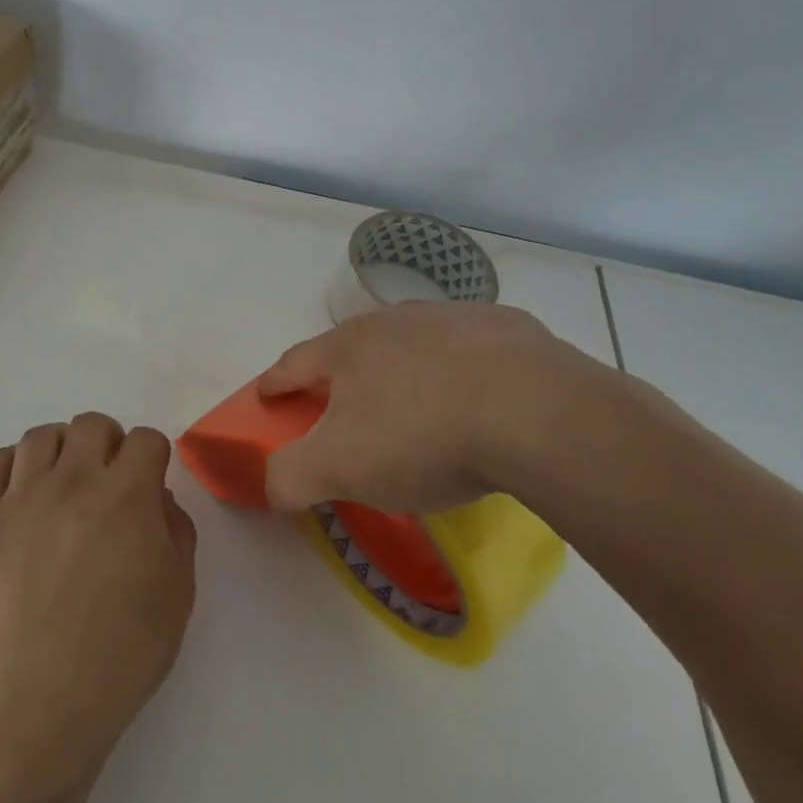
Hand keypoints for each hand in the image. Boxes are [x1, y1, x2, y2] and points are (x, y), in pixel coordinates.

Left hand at [0, 413, 197, 762]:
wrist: (36, 703)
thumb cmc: (120, 655)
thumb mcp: (177, 596)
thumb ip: (176, 532)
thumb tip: (157, 498)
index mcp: (126, 496)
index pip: (145, 440)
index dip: (153, 456)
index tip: (149, 481)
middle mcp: (73, 481)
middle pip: (91, 424)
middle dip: (108, 443)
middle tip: (107, 478)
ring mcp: (21, 497)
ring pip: (40, 436)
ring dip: (60, 449)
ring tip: (63, 480)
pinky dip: (10, 466)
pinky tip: (20, 490)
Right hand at [256, 301, 623, 513]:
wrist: (537, 413)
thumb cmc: (422, 436)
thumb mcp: (339, 468)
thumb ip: (289, 476)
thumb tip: (270, 484)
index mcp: (350, 346)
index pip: (296, 362)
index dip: (275, 382)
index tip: (266, 396)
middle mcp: (397, 319)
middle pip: (356, 348)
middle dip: (343, 376)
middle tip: (346, 410)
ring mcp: (456, 318)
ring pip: (416, 344)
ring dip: (406, 370)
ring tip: (419, 408)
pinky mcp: (512, 329)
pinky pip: (475, 352)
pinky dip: (466, 372)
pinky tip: (483, 402)